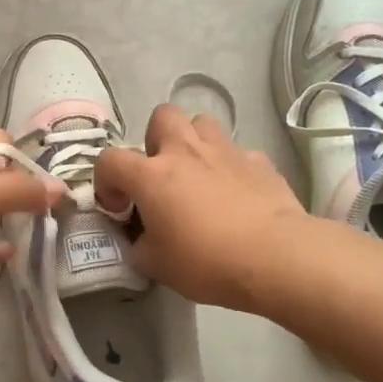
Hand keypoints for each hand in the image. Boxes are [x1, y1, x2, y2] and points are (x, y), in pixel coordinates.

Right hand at [94, 105, 314, 313]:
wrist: (275, 258)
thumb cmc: (206, 262)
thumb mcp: (156, 265)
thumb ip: (140, 245)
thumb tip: (143, 239)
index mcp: (151, 175)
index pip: (109, 160)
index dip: (106, 181)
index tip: (119, 207)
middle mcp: (185, 152)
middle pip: (162, 116)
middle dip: (155, 139)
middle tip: (161, 174)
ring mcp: (225, 152)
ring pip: (203, 124)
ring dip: (194, 143)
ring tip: (198, 174)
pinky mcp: (260, 162)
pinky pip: (238, 153)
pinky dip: (231, 168)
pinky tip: (236, 194)